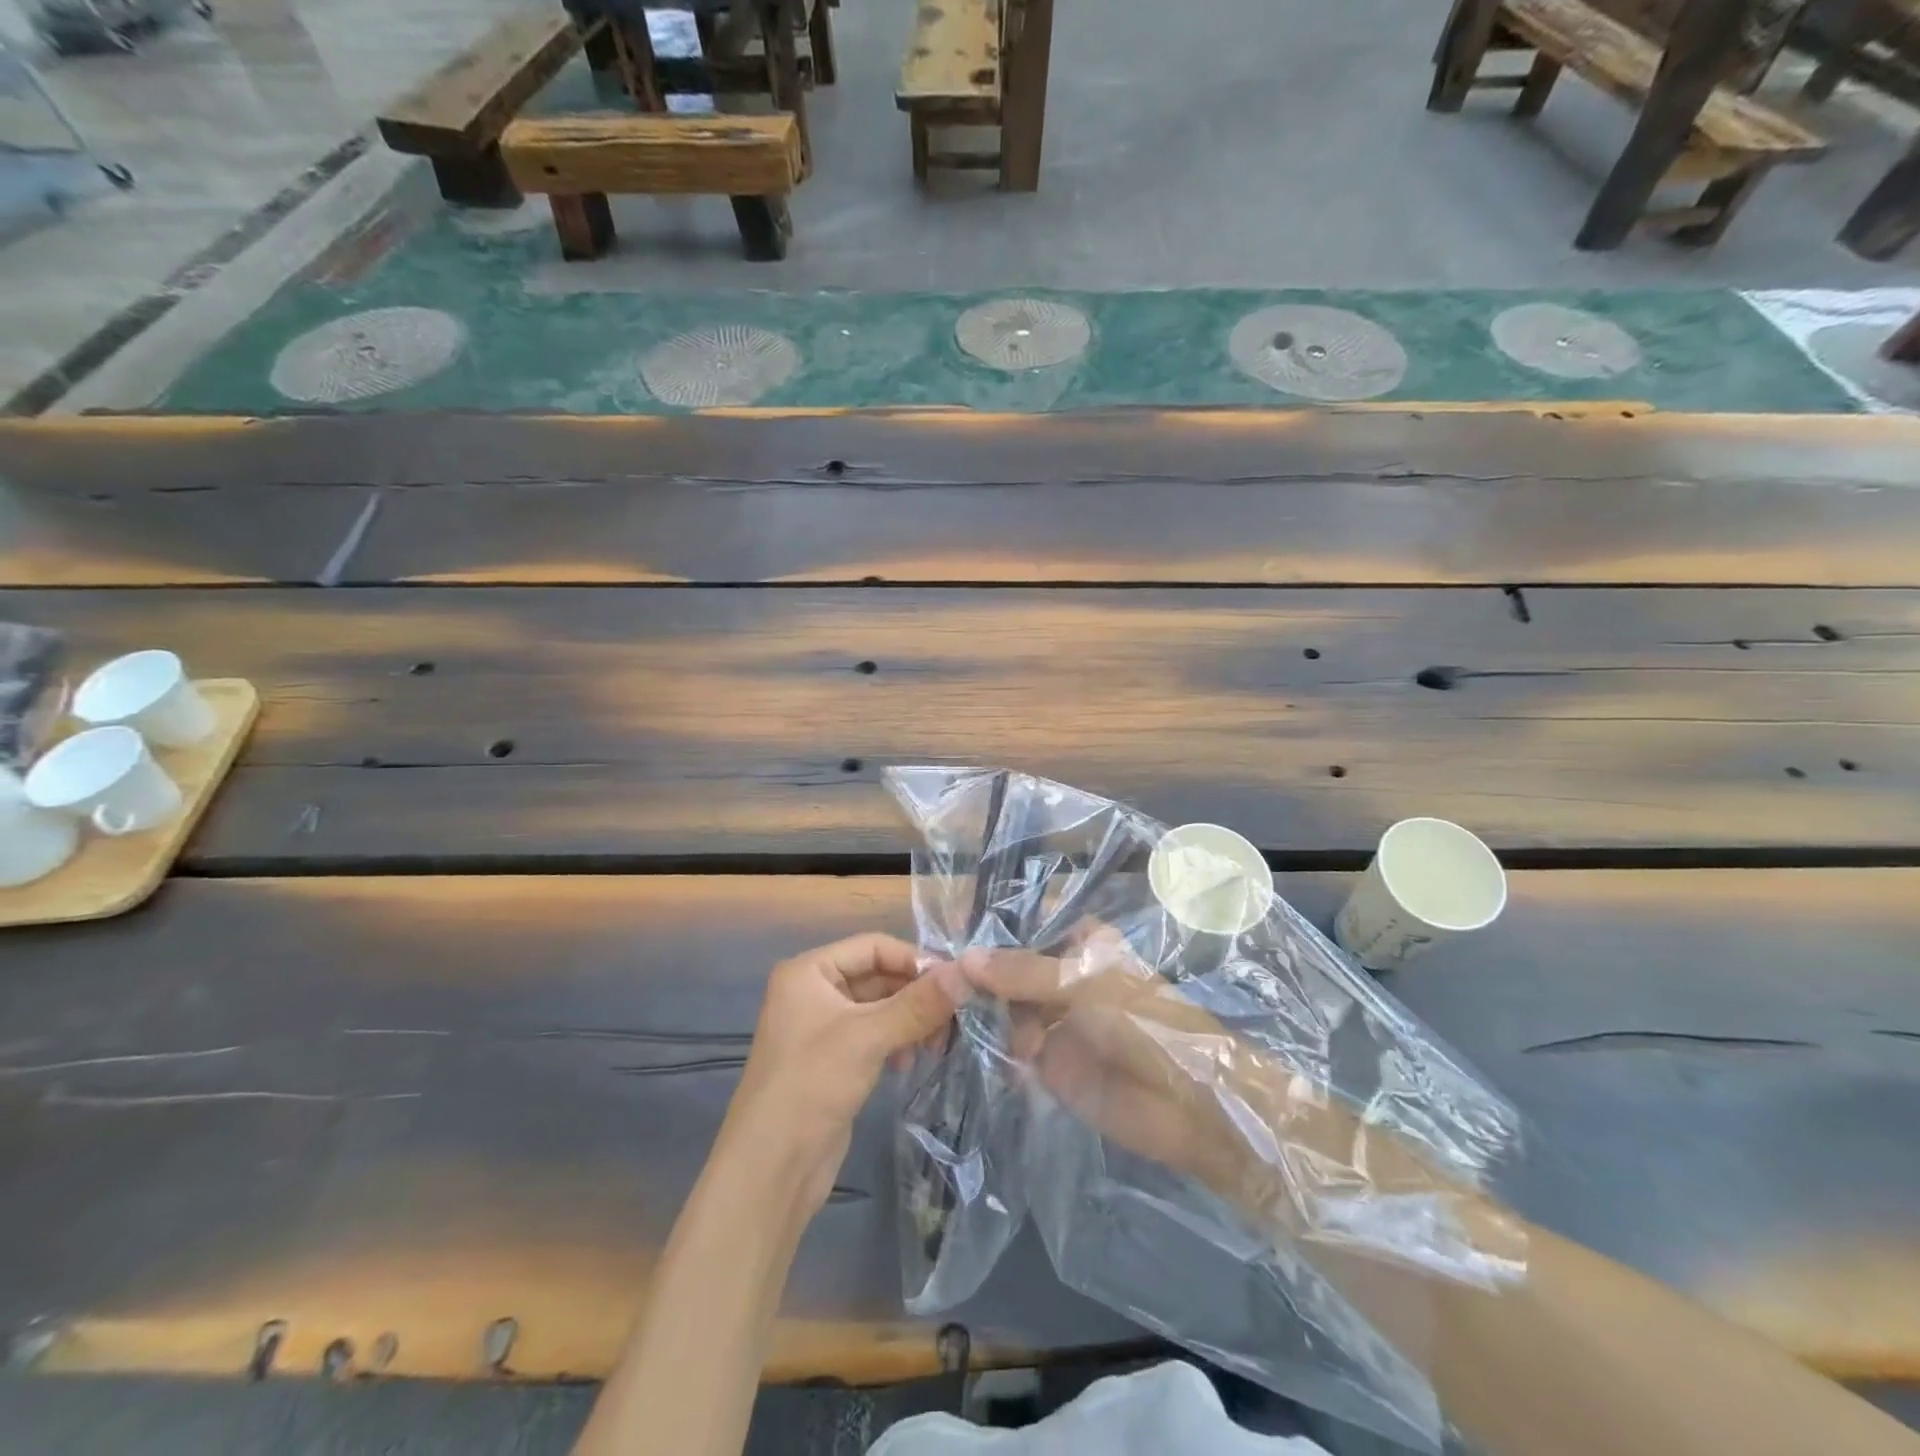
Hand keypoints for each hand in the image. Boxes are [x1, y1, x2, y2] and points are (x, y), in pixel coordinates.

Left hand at [722, 933, 966, 1219]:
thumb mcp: (868, 1037)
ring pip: (879, 1007)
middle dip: (915, 993)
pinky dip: (897, 1040)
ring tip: (937, 1042)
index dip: (914, 959)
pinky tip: (912, 1060)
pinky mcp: (834, 1060)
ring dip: (910, 1019)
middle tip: (956, 1016)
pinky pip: (874, 1035)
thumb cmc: (812, 1085)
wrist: (770, 1170)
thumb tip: (967, 973)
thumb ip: (918, 1003)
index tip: (955, 981)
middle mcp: (813, 991)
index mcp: (809, 971)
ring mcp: (823, 1028)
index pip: (873, 946)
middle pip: (878, 975)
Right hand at [960, 928, 1270, 1200]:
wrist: (1190, 1107)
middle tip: (936, 974)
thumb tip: (964, 957)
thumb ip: (1024, 971)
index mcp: (1082, 943)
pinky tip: (963, 1039)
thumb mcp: (1084, 985)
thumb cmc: (1145, 1024)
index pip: (1029, 923)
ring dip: (980, 1007)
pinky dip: (991, 1043)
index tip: (952, 928)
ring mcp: (1055, 1019)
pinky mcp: (1049, 1062)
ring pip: (1007, 1005)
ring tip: (946, 1009)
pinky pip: (1011, 1046)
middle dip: (980, 970)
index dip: (994, 926)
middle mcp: (1064, 976)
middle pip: (1012, 965)